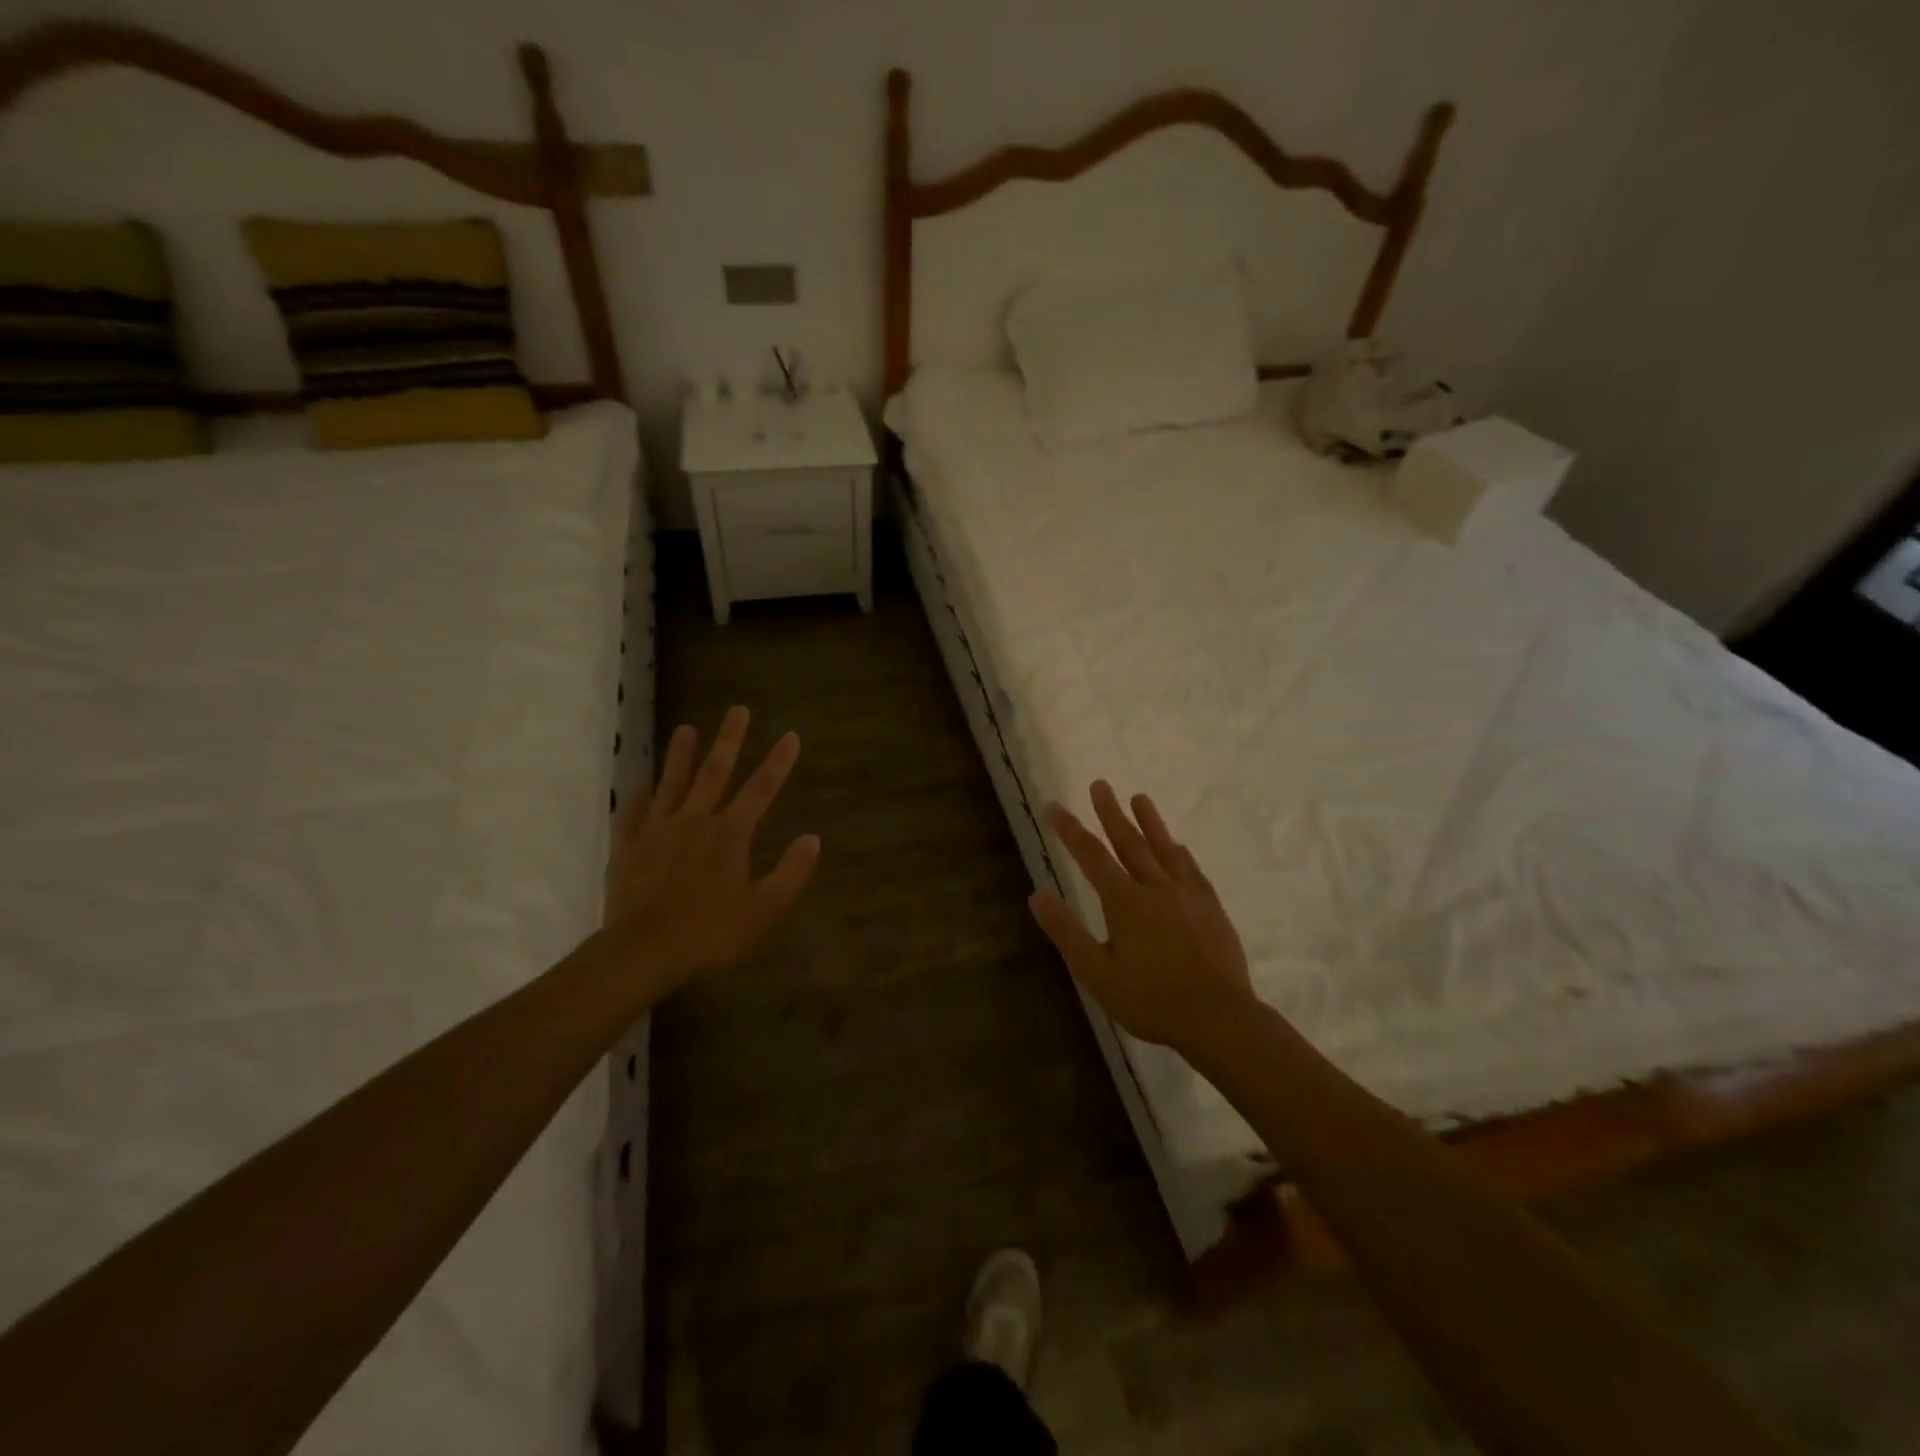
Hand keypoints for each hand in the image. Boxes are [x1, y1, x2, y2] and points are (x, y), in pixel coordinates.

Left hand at [606, 705, 819, 991]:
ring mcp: (658, 829)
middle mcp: (695, 820)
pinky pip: (635, 812)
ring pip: (672, 783)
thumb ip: (790, 873)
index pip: (761, 789)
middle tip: (737, 710)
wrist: (643, 951)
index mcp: (730, 833)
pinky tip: (641, 784)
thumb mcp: (763, 909)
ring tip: (686, 729)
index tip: (791, 736)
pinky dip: (640, 795)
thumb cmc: (710, 932)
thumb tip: (813, 838)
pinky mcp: (630, 845)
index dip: (778, 762)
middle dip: (730, 739)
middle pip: (715, 772)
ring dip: (681, 755)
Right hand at [1030, 782, 1255, 1053]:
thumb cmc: (1151, 1000)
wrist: (1219, 1018)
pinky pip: (1191, 869)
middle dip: (1110, 812)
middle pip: (1129, 841)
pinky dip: (1180, 852)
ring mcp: (1187, 894)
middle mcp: (1155, 887)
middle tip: (1100, 784)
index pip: (1091, 856)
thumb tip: (1037, 895)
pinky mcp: (1210, 906)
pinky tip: (1178, 844)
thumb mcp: (1098, 973)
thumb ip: (1067, 932)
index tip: (1054, 806)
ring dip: (1149, 821)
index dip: (1071, 830)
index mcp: (1124, 902)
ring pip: (1163, 848)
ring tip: (1139, 797)